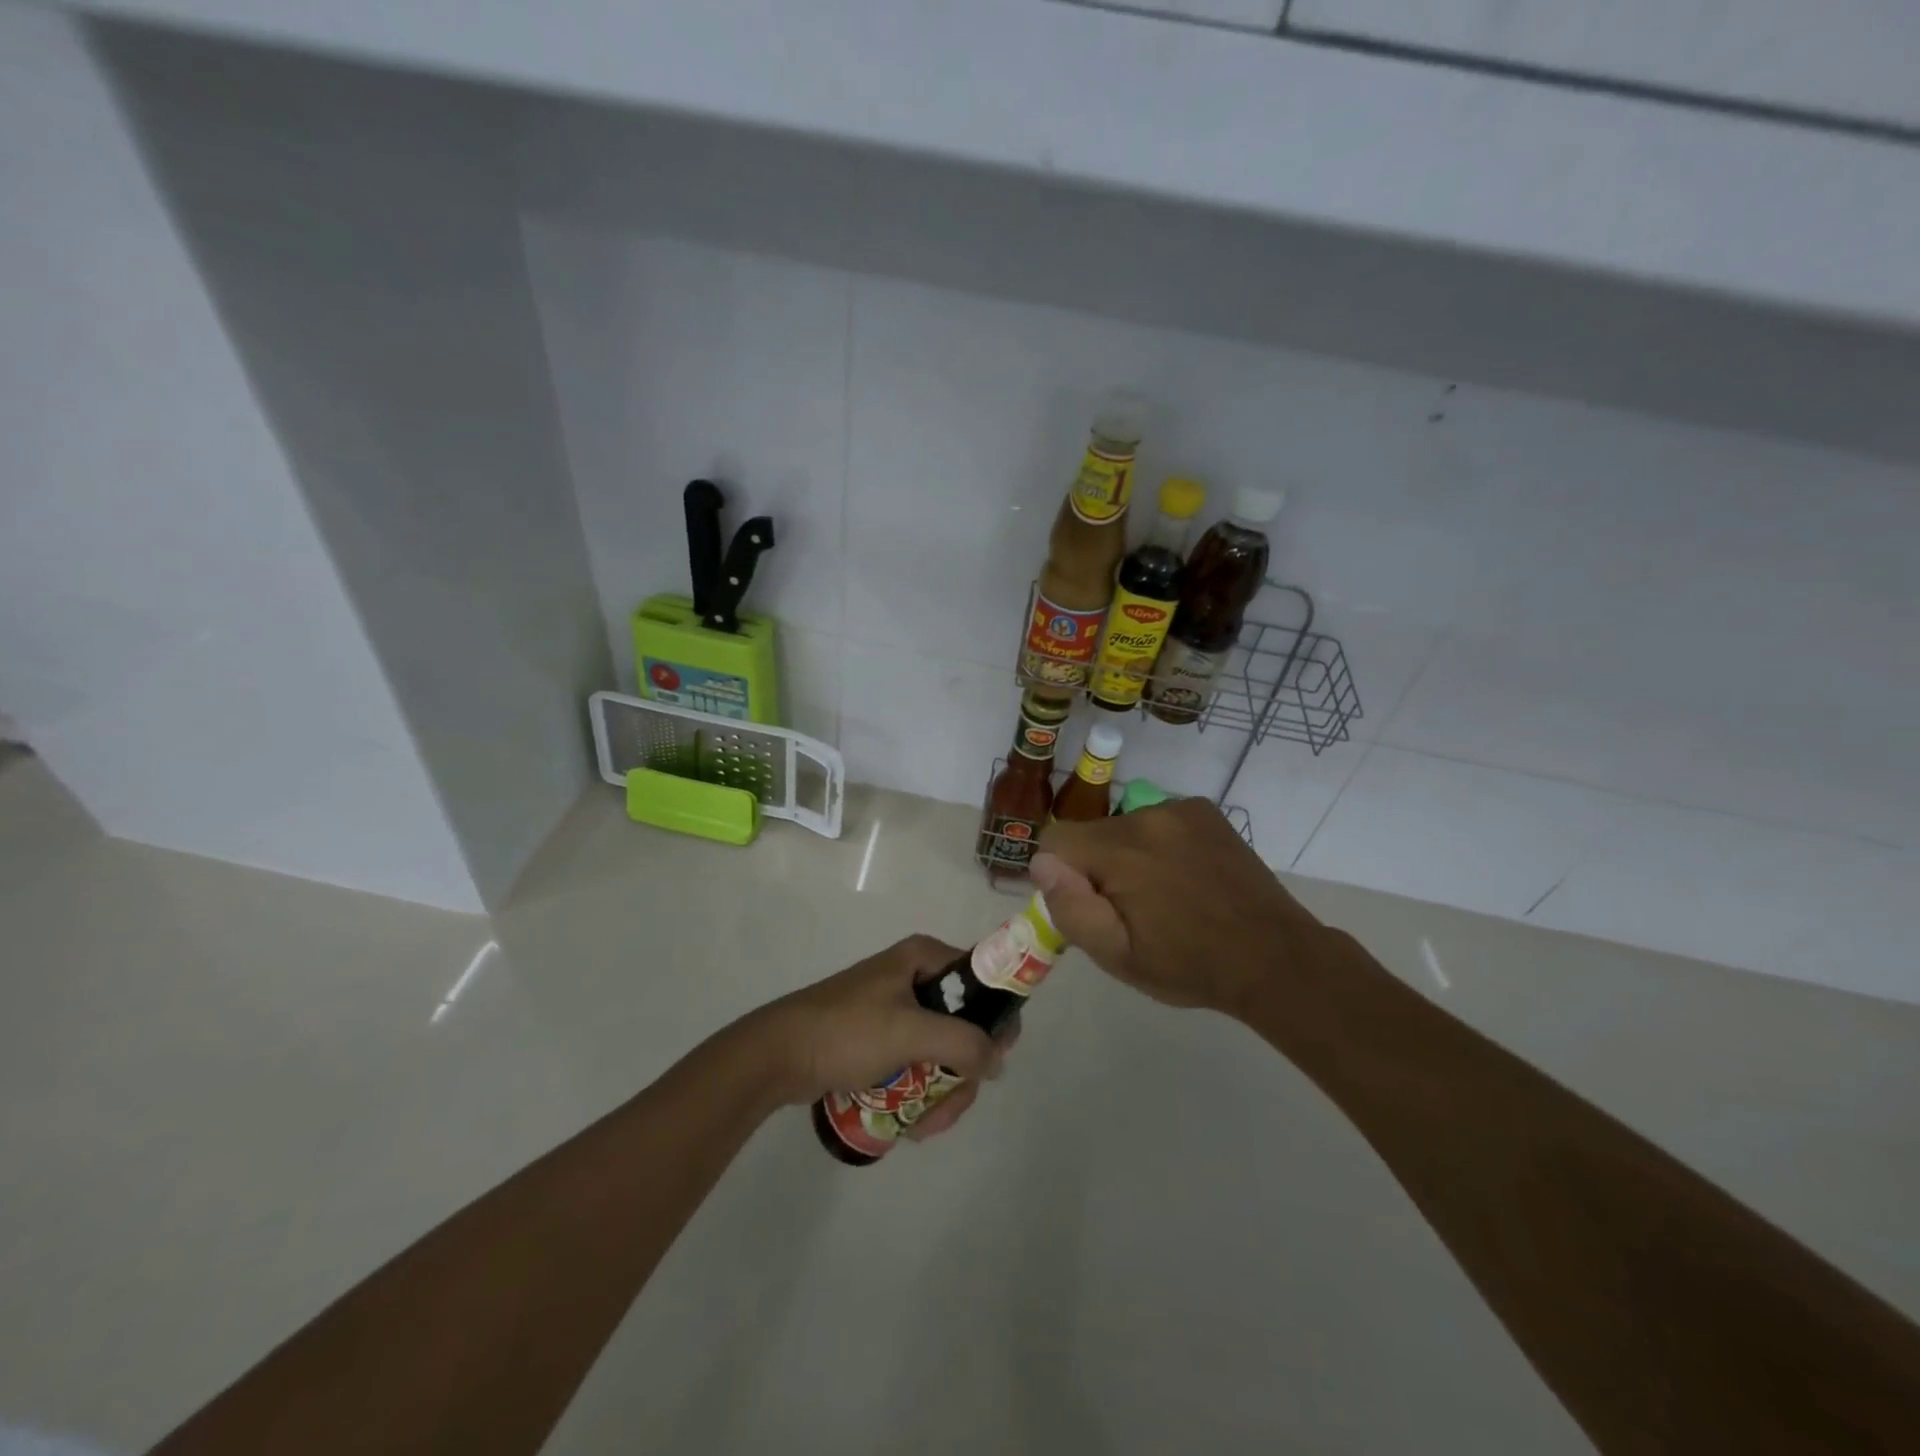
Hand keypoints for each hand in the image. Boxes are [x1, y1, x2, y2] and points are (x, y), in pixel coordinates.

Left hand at [742, 936, 1015, 1138]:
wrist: (778, 1055)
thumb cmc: (846, 1031)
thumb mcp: (909, 1032)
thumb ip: (962, 1043)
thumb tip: (998, 1060)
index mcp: (924, 958)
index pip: (982, 980)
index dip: (995, 1019)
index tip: (992, 1061)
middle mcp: (916, 976)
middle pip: (965, 1024)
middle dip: (962, 1073)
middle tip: (949, 1110)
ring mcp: (898, 1009)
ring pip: (944, 1050)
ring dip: (942, 1092)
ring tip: (924, 1126)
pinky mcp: (882, 1038)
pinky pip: (919, 1063)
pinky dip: (922, 1093)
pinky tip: (912, 1123)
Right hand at [1033, 798, 1320, 1017]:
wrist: (1275, 957)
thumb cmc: (1189, 965)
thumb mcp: (1118, 957)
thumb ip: (1072, 908)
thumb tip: (1043, 864)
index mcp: (1121, 851)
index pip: (1055, 839)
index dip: (1062, 875)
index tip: (1093, 905)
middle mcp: (1147, 816)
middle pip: (1091, 833)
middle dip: (1098, 867)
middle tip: (1133, 909)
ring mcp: (1180, 809)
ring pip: (1124, 826)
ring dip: (1129, 855)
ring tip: (1165, 895)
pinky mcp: (1204, 811)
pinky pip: (1158, 820)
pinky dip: (1160, 843)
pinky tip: (1186, 875)